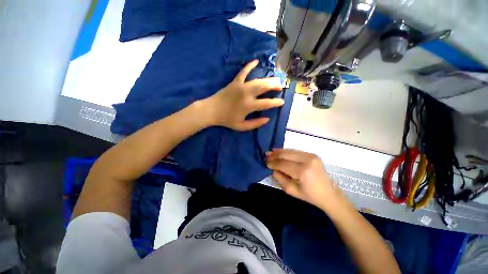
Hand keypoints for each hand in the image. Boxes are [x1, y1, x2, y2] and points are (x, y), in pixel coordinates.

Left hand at [204, 60, 283, 130]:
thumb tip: (267, 119)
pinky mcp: (235, 82)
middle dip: (275, 86)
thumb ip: (255, 124)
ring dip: (268, 79)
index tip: (282, 102)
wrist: (211, 111)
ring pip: (258, 80)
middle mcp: (247, 94)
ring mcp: (241, 86)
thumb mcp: (242, 126)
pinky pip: (243, 72)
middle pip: (265, 87)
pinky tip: (256, 61)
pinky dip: (249, 66)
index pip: (267, 103)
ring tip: (275, 79)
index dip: (276, 102)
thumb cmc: (227, 120)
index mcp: (249, 106)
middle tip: (281, 87)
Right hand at [266, 149, 343, 210]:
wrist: (329, 194)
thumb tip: (273, 168)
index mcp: (303, 172)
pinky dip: (287, 151)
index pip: (283, 164)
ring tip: (270, 152)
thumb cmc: (309, 196)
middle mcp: (307, 160)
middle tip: (266, 155)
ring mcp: (311, 156)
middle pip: (286, 155)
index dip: (273, 163)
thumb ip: (280, 178)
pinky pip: (296, 151)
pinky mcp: (313, 154)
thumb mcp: (291, 190)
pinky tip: (280, 151)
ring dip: (279, 152)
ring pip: (290, 151)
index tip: (265, 163)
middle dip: (274, 155)